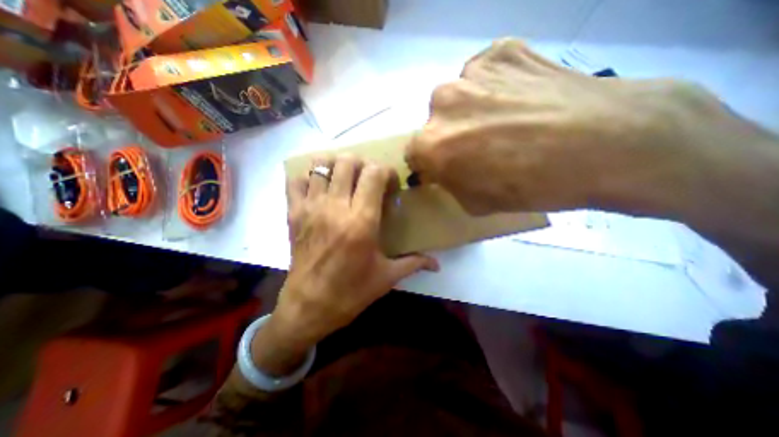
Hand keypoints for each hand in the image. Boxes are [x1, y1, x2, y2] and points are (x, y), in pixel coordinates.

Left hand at [254, 153, 440, 374]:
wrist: (309, 307)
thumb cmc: (351, 292)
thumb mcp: (387, 277)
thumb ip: (414, 263)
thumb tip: (437, 263)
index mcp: (362, 221)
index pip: (374, 173)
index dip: (386, 172)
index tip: (390, 187)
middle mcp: (335, 207)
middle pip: (348, 161)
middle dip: (363, 165)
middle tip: (368, 181)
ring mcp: (311, 207)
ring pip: (321, 164)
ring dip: (337, 166)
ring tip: (345, 180)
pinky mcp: (293, 213)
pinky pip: (295, 180)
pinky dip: (308, 177)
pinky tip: (320, 188)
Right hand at [409, 38, 765, 218]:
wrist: (608, 143)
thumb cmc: (531, 186)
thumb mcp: (476, 202)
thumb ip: (450, 183)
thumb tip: (443, 170)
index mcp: (431, 144)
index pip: (413, 153)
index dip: (429, 162)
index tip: (445, 166)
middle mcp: (440, 102)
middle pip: (435, 123)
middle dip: (450, 136)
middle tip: (479, 145)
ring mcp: (471, 71)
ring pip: (458, 97)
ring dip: (471, 110)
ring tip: (506, 120)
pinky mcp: (502, 49)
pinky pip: (485, 74)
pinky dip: (495, 87)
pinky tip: (520, 99)